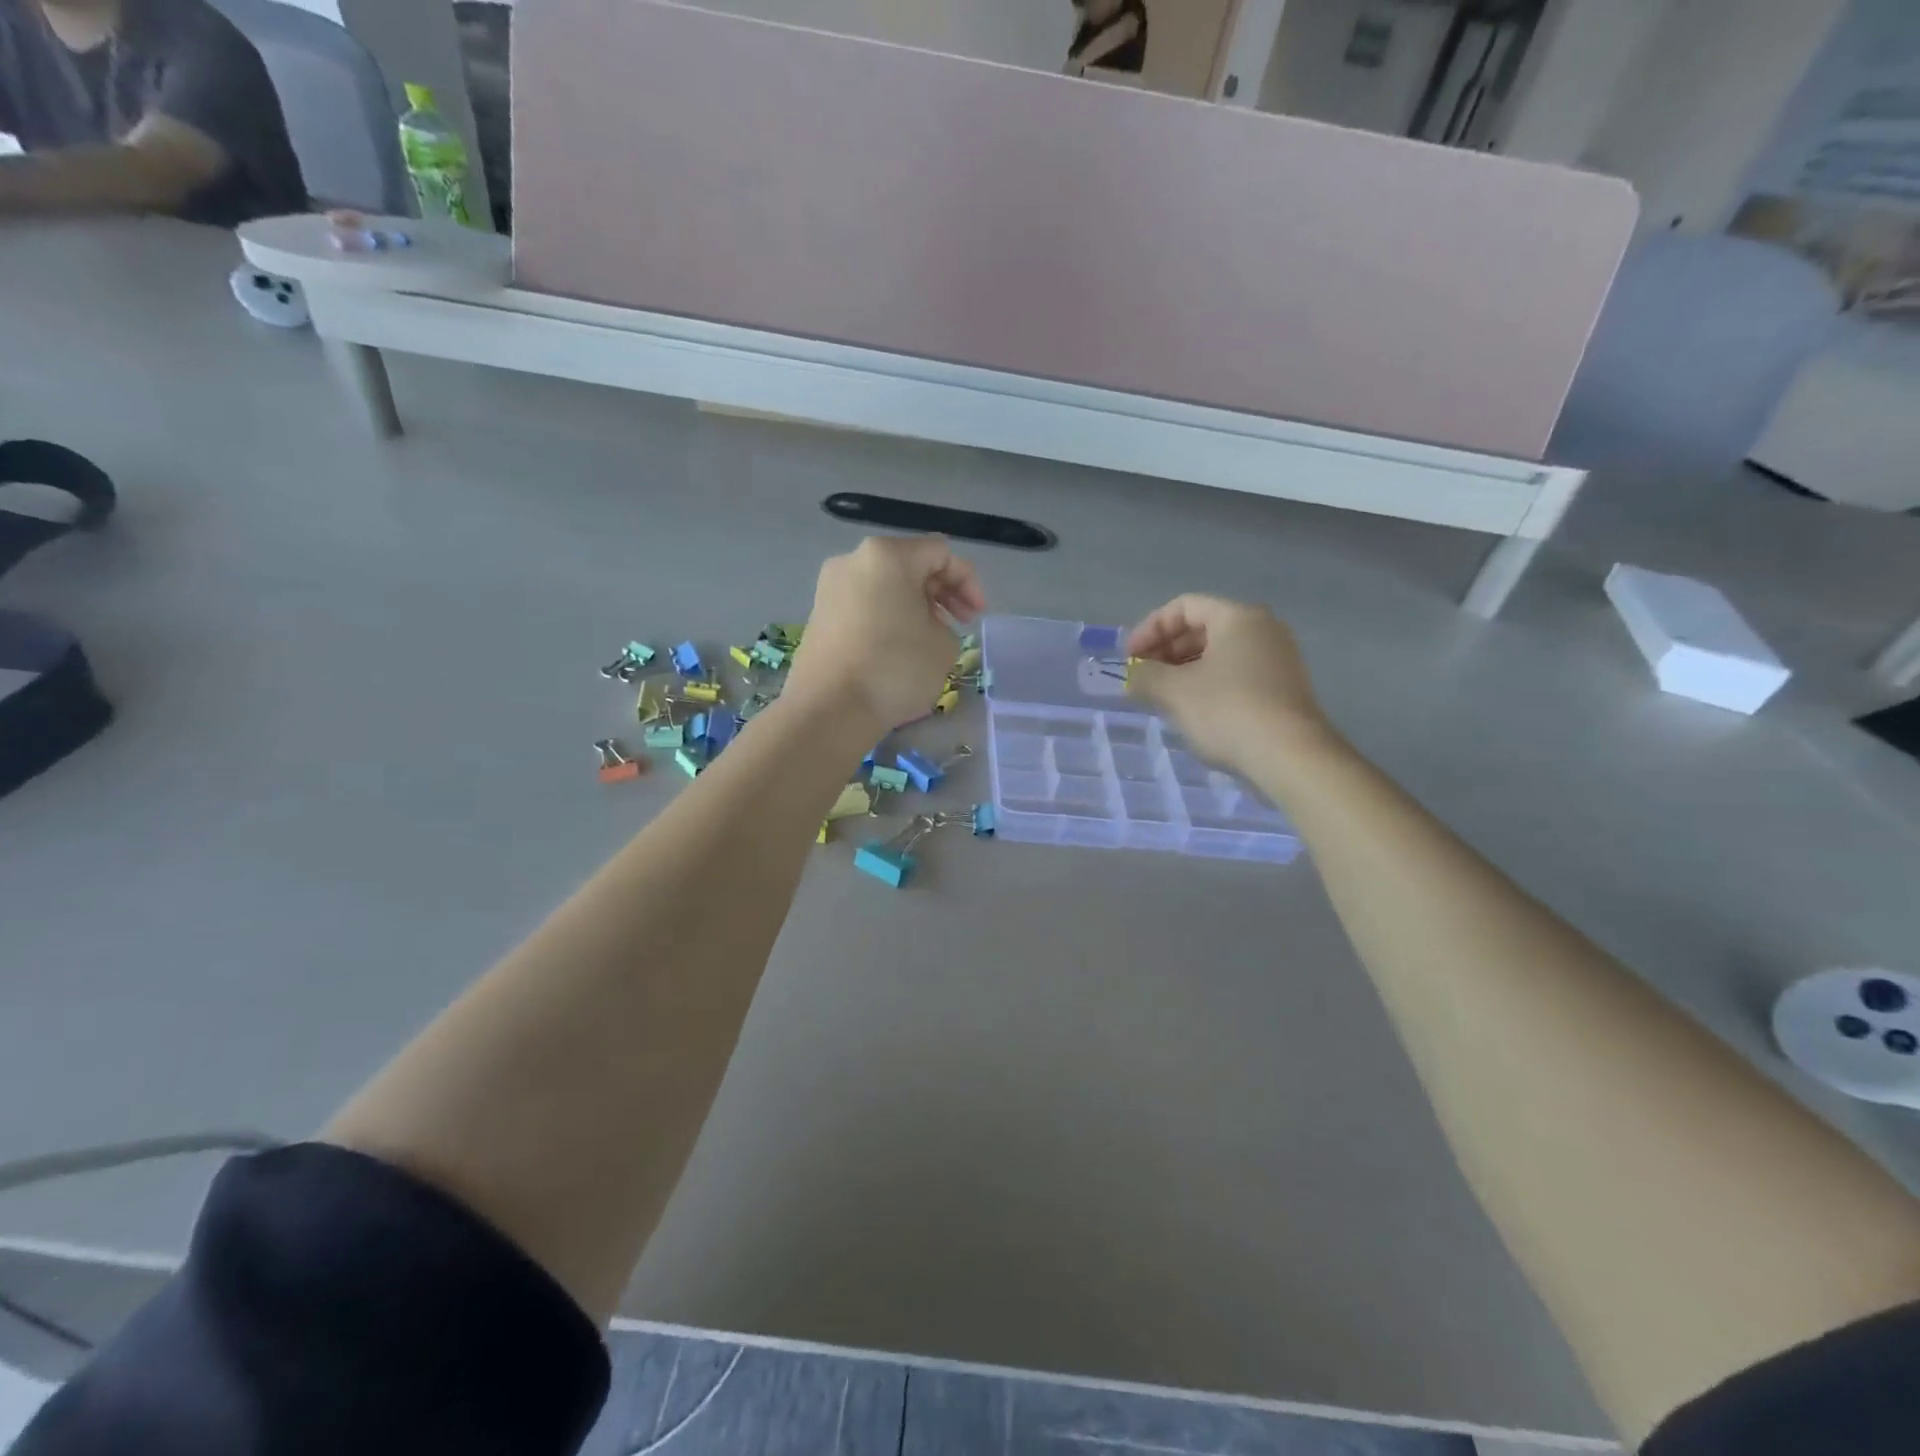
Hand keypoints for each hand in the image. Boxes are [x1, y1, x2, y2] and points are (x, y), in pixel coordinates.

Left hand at [785, 537, 984, 736]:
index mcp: (888, 556)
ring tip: (930, 640)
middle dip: (941, 593)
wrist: (829, 709)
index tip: (977, 617)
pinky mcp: (819, 616)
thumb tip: (925, 626)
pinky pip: (864, 606)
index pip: (940, 553)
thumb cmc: (895, 669)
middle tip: (959, 624)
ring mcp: (830, 588)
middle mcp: (853, 560)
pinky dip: (888, 618)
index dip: (968, 582)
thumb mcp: (944, 646)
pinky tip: (899, 649)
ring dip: (914, 606)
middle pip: (910, 565)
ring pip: (885, 586)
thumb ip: (947, 624)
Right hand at [1124, 594, 1335, 773]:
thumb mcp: (1174, 691)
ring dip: (1183, 670)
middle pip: (1202, 628)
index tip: (1129, 658)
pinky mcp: (1282, 688)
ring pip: (1218, 654)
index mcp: (1237, 617)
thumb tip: (1133, 675)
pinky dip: (1206, 684)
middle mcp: (1263, 629)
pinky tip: (1191, 711)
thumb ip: (1145, 676)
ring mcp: (1277, 659)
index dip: (1149, 629)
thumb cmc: (1227, 711)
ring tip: (1160, 696)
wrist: (1290, 757)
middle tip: (1142, 678)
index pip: (1183, 607)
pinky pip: (1235, 674)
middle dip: (1165, 651)